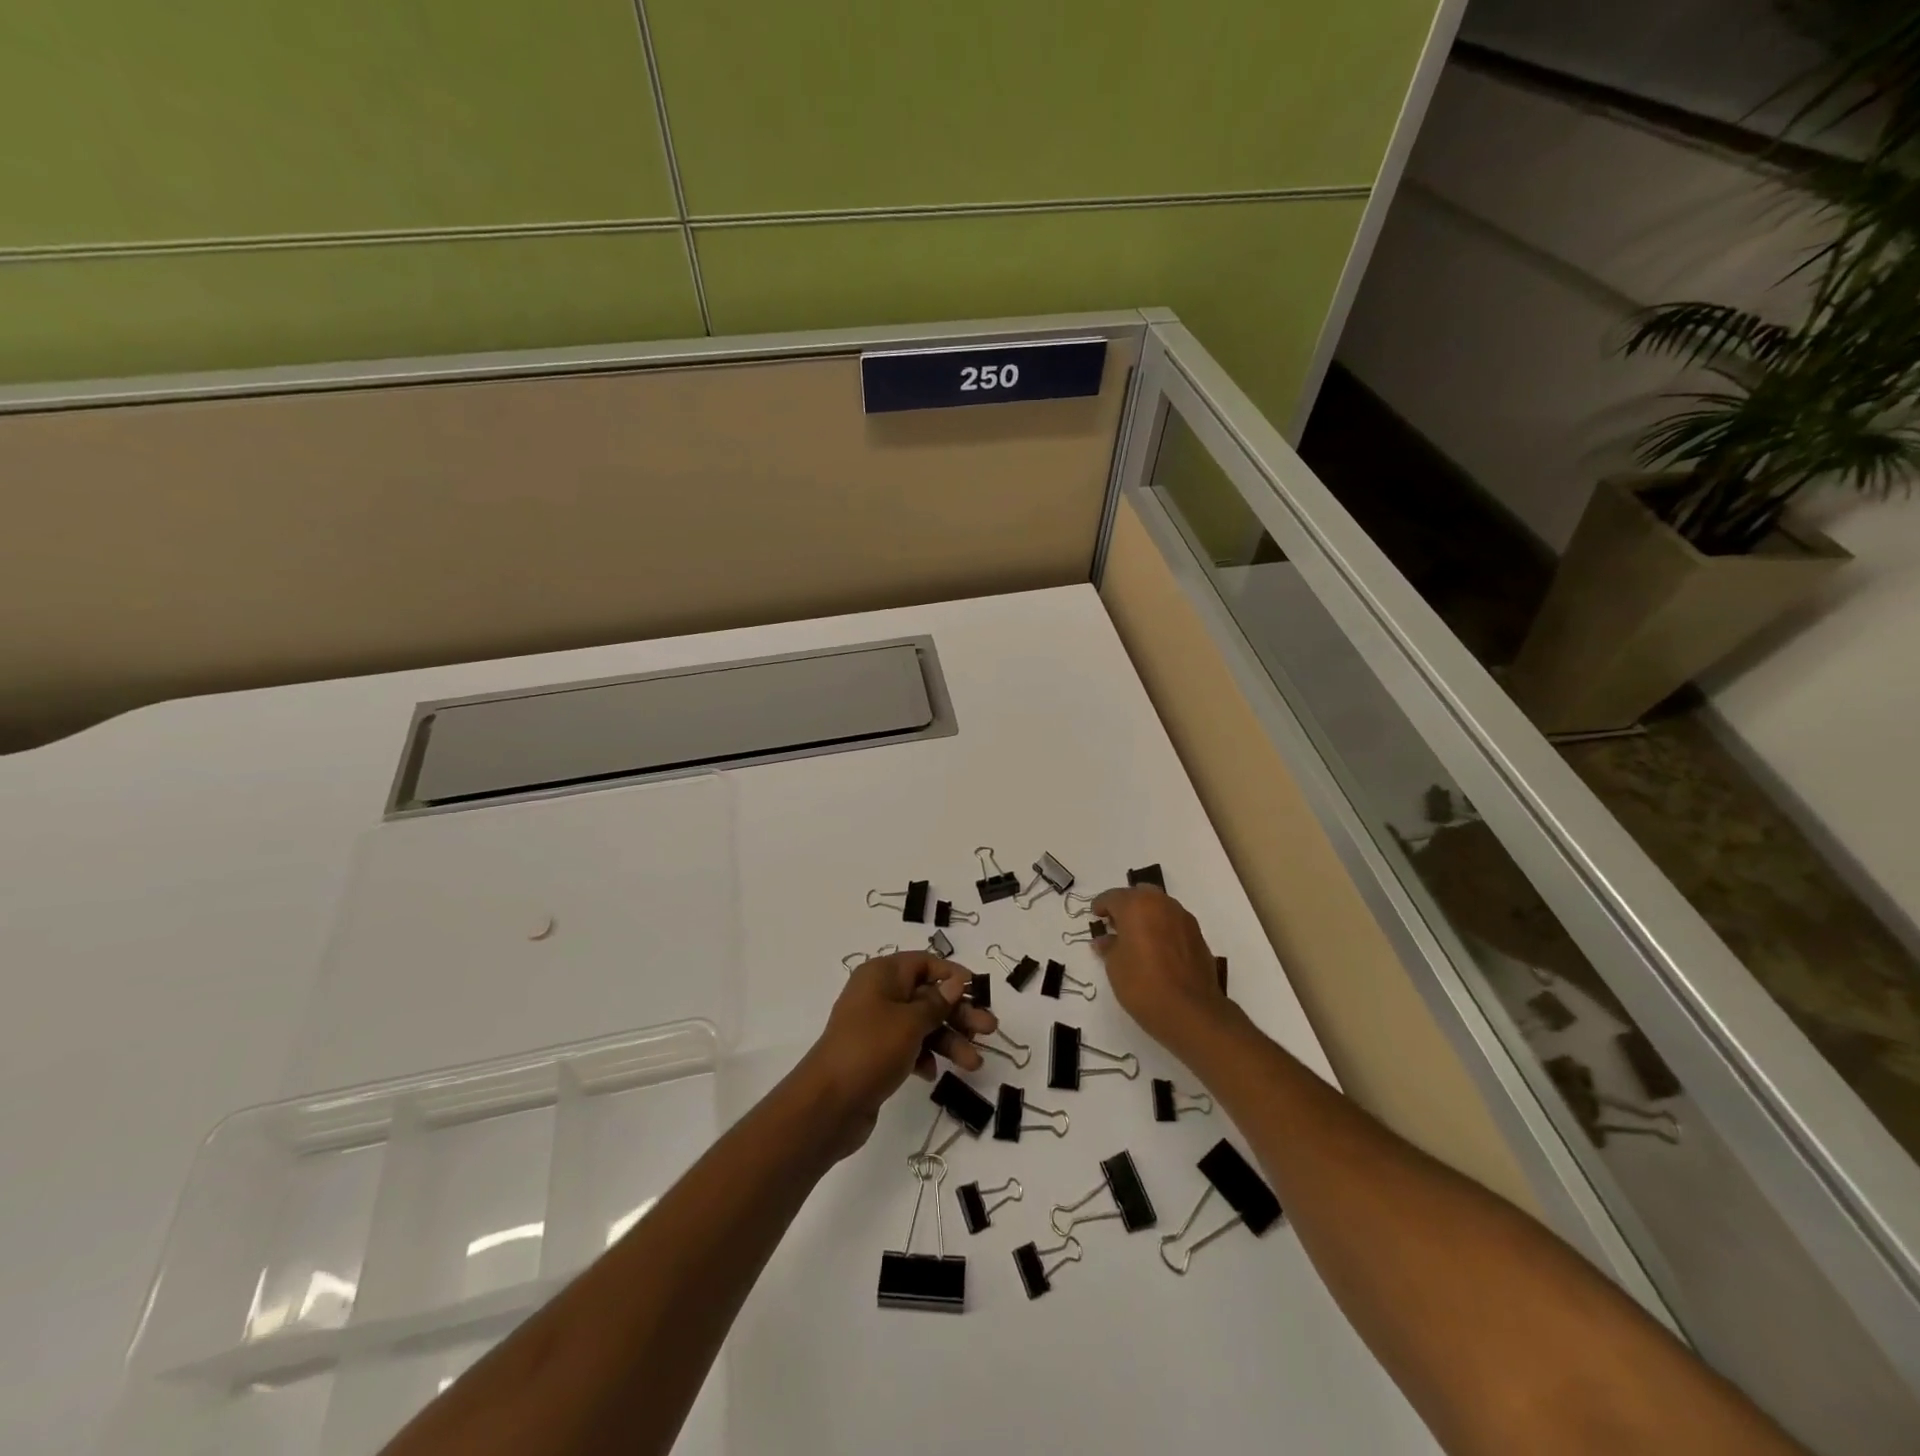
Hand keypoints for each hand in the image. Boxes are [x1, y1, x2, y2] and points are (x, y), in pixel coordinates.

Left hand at [799, 952, 997, 1157]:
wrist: (828, 1104)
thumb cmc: (871, 1049)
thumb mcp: (910, 1022)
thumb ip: (937, 1002)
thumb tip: (956, 981)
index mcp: (882, 974)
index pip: (924, 963)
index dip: (952, 975)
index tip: (979, 991)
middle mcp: (879, 995)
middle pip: (928, 996)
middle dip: (959, 1013)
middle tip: (990, 1031)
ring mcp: (876, 1026)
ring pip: (922, 1025)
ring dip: (949, 1040)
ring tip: (975, 1064)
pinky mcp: (876, 1055)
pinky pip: (909, 1047)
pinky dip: (925, 1057)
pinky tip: (933, 1073)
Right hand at [1091, 886, 1234, 1057]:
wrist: (1190, 1011)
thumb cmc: (1142, 984)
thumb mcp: (1114, 966)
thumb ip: (1108, 946)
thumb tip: (1104, 940)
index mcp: (1137, 905)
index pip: (1113, 897)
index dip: (1101, 906)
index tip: (1096, 915)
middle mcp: (1162, 904)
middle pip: (1140, 895)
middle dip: (1126, 905)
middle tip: (1116, 924)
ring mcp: (1184, 919)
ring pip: (1160, 907)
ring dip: (1147, 915)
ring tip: (1136, 937)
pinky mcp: (1198, 936)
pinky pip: (1174, 923)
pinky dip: (1163, 928)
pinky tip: (1157, 949)